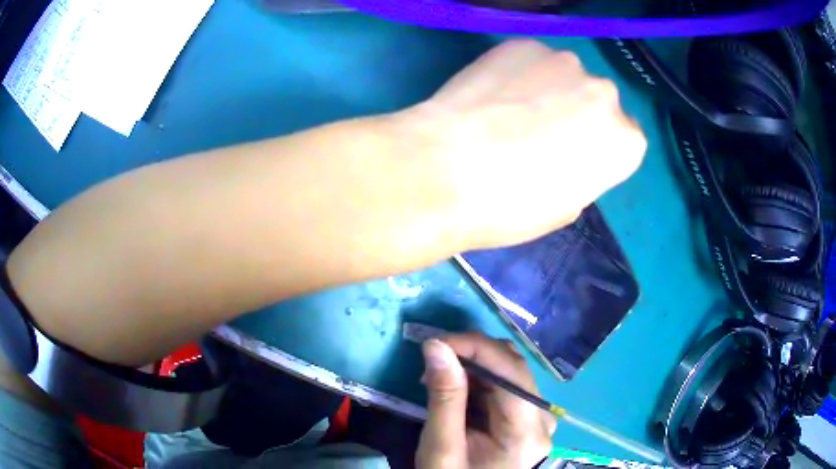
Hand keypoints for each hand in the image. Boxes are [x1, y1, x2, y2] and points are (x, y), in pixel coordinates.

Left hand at [398, 39, 646, 249]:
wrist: (447, 170)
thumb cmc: (511, 206)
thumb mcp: (563, 208)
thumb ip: (582, 173)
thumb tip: (568, 155)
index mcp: (625, 142)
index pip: (623, 140)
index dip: (595, 149)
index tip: (571, 158)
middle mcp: (605, 94)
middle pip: (595, 102)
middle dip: (574, 114)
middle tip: (536, 132)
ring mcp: (564, 61)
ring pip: (563, 76)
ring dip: (546, 89)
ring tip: (506, 112)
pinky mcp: (523, 44)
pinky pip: (528, 60)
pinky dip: (515, 73)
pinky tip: (489, 94)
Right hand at [416, 333, 555, 467]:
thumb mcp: (441, 447)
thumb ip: (444, 398)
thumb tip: (436, 345)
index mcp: (526, 431)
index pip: (510, 371)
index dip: (474, 346)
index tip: (434, 343)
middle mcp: (542, 418)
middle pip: (514, 368)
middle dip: (471, 355)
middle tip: (432, 363)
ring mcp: (539, 417)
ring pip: (511, 372)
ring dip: (474, 365)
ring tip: (439, 377)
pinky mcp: (529, 418)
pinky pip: (508, 386)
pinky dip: (481, 380)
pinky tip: (457, 388)